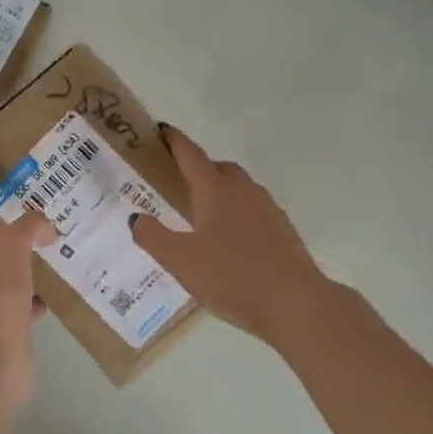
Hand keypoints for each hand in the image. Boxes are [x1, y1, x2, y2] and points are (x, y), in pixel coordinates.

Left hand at [0, 209, 55, 409]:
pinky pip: (24, 307)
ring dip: (27, 267)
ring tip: (56, 249)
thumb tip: (45, 226)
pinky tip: (58, 292)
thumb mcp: (10, 246)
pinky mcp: (6, 331)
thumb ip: (27, 227)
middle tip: (40, 218)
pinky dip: (38, 299)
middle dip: (10, 235)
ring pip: (8, 278)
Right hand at [129, 126, 331, 352]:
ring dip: (221, 190)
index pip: (191, 155)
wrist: (296, 304)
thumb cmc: (232, 277)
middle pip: (219, 168)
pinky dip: (239, 213)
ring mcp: (268, 209)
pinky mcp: (284, 230)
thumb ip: (153, 237)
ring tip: (204, 213)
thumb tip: (136, 217)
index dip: (174, 141)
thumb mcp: (180, 261)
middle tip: (180, 181)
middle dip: (199, 168)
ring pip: (240, 188)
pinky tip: (232, 240)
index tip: (162, 130)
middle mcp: (244, 191)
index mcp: (215, 190)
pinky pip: (254, 210)